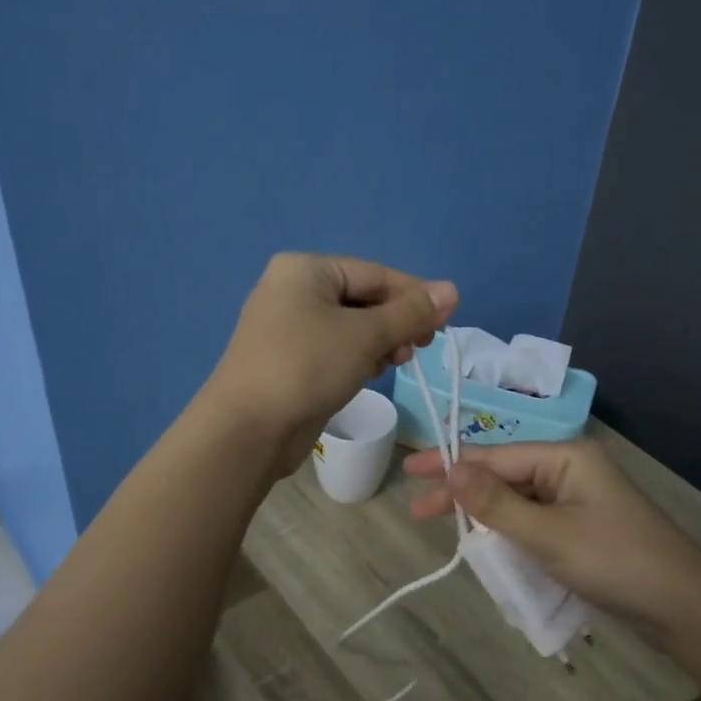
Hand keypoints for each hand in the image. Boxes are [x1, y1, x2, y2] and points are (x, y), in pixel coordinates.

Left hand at [202, 254, 457, 478]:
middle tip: (421, 347)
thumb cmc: (307, 368)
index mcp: (306, 270)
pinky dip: (359, 357)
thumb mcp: (365, 336)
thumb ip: (411, 312)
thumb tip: (452, 290)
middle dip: (396, 322)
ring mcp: (288, 326)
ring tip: (398, 361)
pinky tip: (373, 372)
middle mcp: (293, 290)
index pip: (375, 274)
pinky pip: (336, 348)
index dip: (415, 295)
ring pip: (351, 326)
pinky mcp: (290, 359)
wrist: (248, 430)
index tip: (447, 321)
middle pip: (364, 298)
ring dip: (381, 341)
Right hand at [406, 437, 700, 642]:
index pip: (496, 456)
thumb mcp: (548, 535)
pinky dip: (510, 533)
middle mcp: (571, 470)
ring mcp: (580, 500)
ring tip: (447, 531)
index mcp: (566, 457)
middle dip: (464, 493)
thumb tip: (451, 468)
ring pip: (519, 501)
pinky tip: (488, 546)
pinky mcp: (584, 529)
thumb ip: (496, 504)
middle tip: (418, 510)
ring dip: (486, 516)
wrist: (685, 608)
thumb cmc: (616, 562)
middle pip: (505, 476)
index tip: (409, 470)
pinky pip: (535, 522)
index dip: (450, 464)